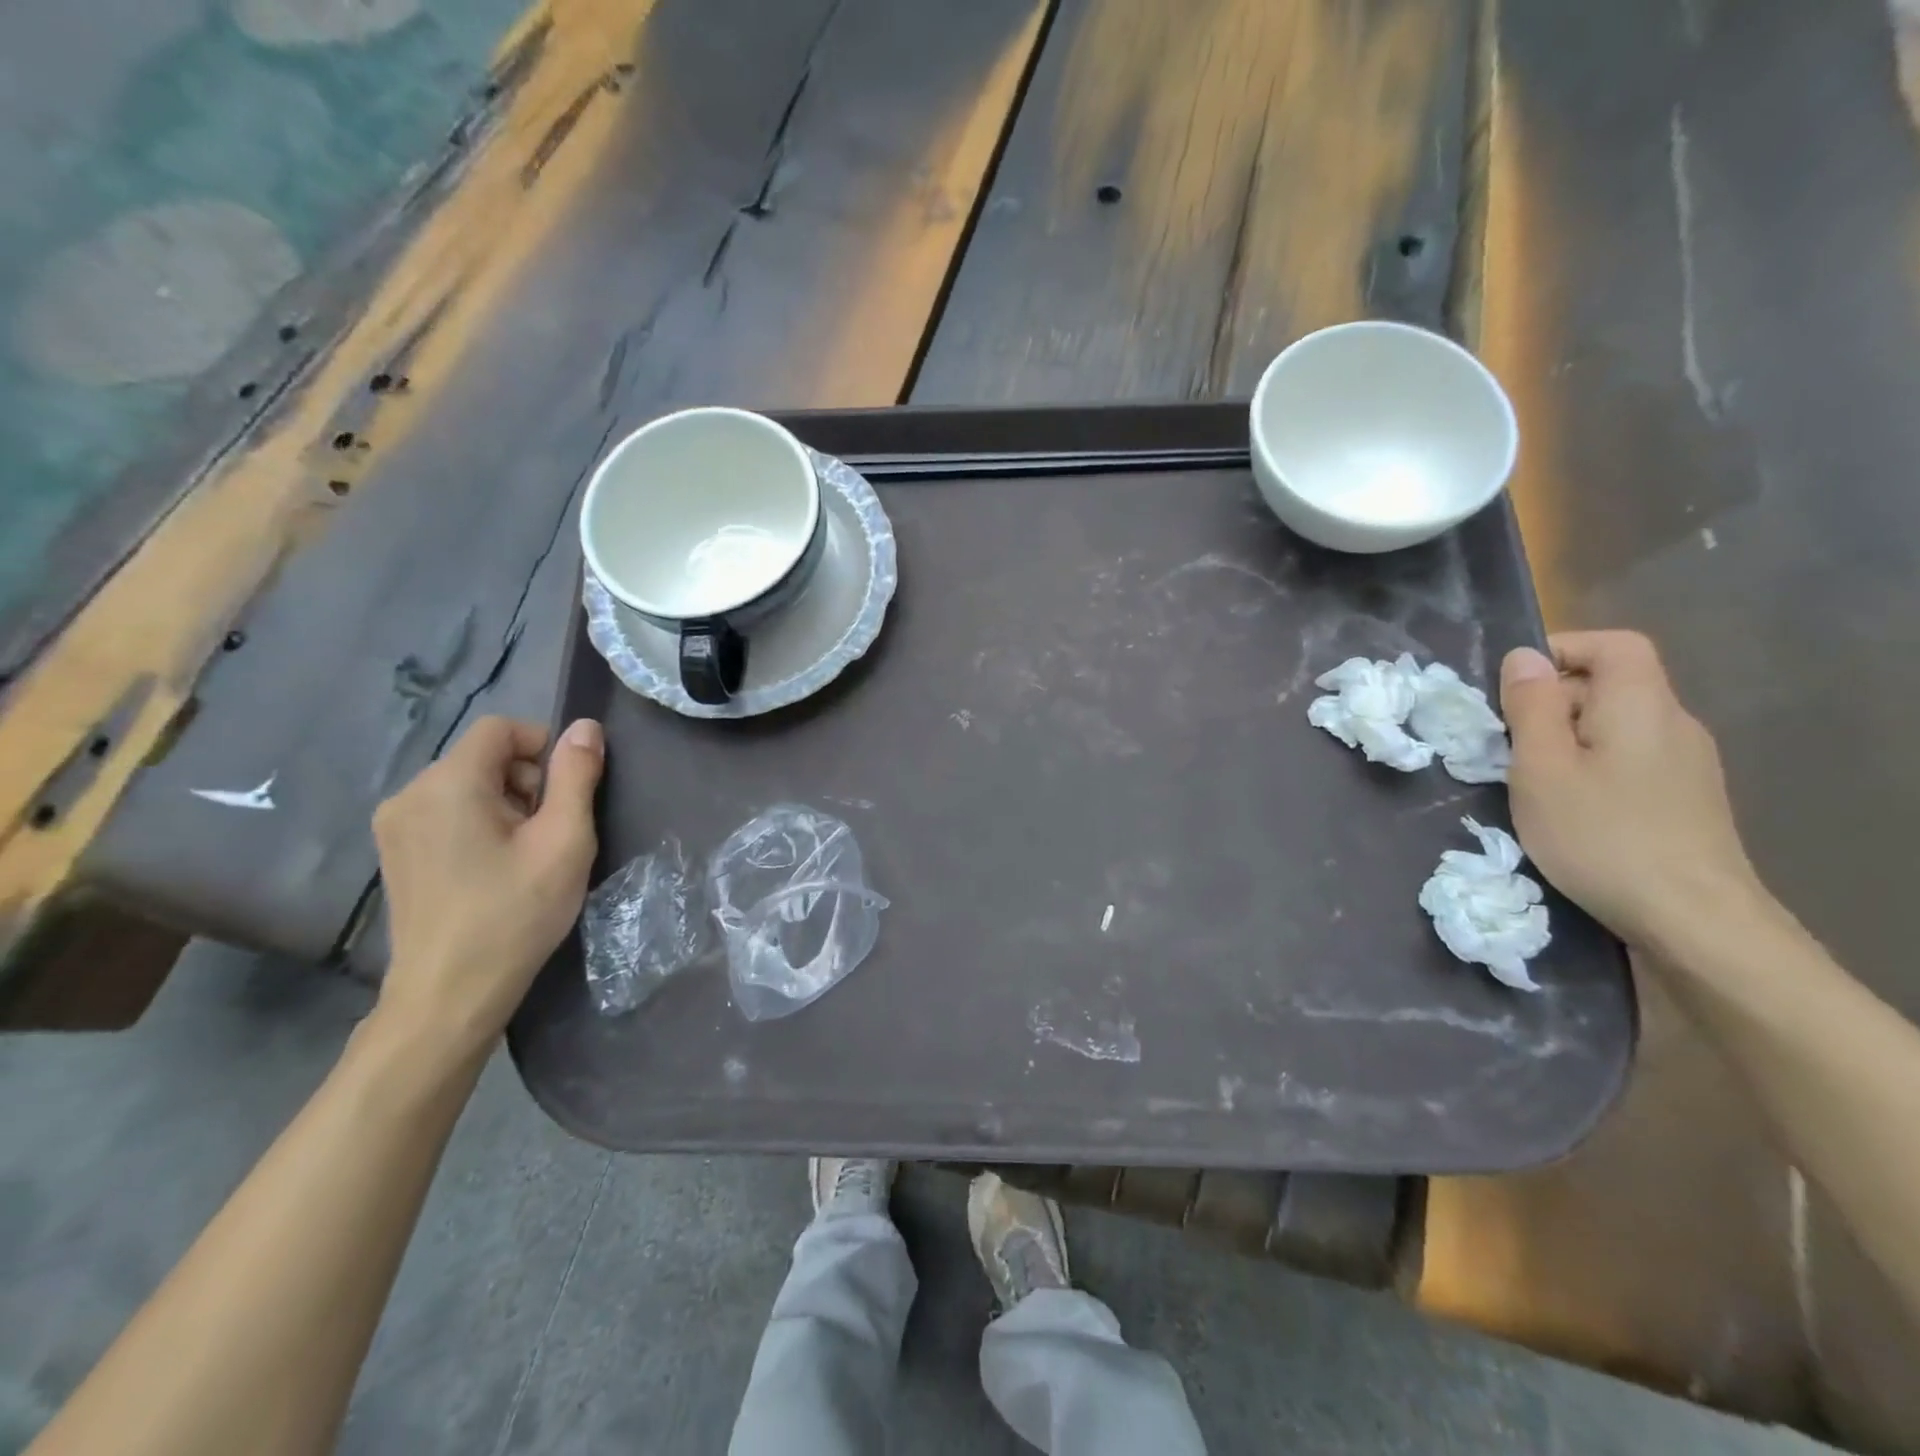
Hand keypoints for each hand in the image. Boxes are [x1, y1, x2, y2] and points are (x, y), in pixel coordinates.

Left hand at [371, 716, 603, 1055]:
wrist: (450, 994)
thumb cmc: (515, 913)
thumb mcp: (564, 840)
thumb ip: (576, 776)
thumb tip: (585, 727)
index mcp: (448, 784)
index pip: (500, 728)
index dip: (543, 745)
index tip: (568, 791)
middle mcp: (410, 794)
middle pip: (483, 757)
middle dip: (528, 780)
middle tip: (552, 830)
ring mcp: (395, 826)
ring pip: (466, 785)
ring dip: (507, 803)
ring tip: (527, 854)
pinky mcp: (395, 854)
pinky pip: (446, 813)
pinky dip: (480, 823)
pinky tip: (496, 868)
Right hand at [1500, 631, 1761, 949]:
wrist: (1694, 921)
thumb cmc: (1602, 836)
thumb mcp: (1542, 768)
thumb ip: (1531, 707)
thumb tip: (1524, 656)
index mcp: (1642, 706)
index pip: (1614, 645)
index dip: (1562, 649)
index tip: (1513, 685)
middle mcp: (1675, 725)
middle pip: (1612, 686)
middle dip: (1552, 703)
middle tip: (1506, 745)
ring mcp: (1688, 766)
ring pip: (1617, 728)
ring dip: (1567, 741)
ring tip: (1530, 782)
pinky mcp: (1687, 801)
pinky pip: (1630, 761)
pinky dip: (1591, 769)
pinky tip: (1570, 810)